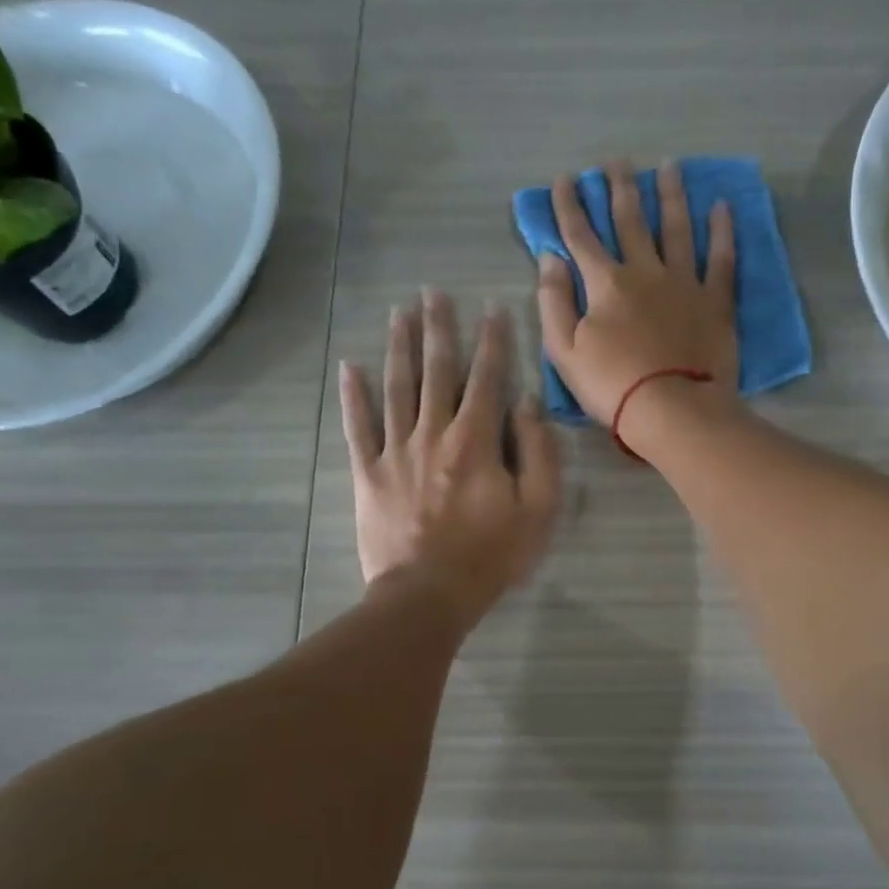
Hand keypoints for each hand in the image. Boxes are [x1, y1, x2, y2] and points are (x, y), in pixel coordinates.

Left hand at [340, 291, 561, 625]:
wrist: (427, 595)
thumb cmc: (491, 556)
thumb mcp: (538, 510)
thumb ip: (538, 453)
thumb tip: (528, 404)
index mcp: (476, 442)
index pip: (487, 379)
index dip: (492, 341)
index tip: (491, 307)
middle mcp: (433, 434)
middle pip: (436, 372)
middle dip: (438, 329)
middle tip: (433, 293)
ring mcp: (395, 452)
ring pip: (397, 388)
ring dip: (399, 348)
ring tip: (399, 313)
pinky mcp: (368, 474)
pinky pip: (358, 428)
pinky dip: (353, 396)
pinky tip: (350, 367)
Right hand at [536, 158, 739, 429]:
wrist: (672, 410)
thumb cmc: (612, 385)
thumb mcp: (564, 351)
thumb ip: (553, 301)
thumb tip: (550, 258)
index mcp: (605, 283)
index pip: (581, 236)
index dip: (569, 206)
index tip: (563, 180)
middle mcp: (645, 271)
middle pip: (630, 221)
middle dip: (620, 188)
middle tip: (616, 161)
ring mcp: (684, 282)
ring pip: (676, 228)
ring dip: (670, 195)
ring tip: (668, 167)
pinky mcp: (715, 300)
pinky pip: (721, 258)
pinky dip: (721, 230)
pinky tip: (722, 206)